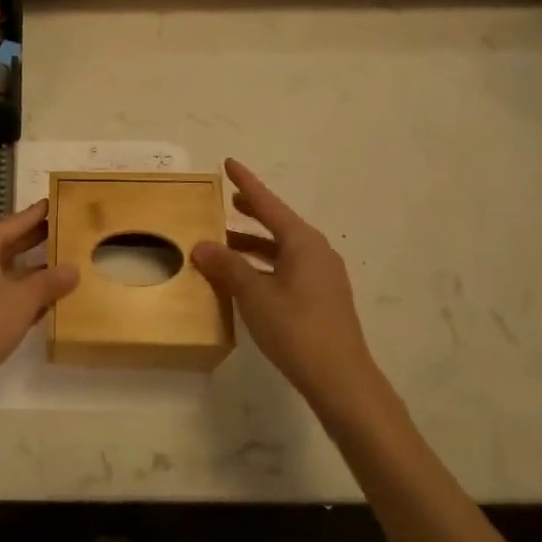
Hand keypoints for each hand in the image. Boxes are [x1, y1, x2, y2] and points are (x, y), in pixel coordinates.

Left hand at [0, 201, 78, 399]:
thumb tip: (73, 269)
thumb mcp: (24, 300)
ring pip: (2, 267)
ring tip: (60, 264)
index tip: (56, 203)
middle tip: (65, 231)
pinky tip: (41, 299)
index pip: (14, 222)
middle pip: (7, 242)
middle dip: (35, 239)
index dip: (38, 214)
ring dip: (29, 268)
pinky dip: (16, 288)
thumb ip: (50, 281)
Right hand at [191, 159, 379, 404]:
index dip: (246, 183)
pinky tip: (245, 279)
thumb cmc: (296, 328)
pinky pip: (287, 268)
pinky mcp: (322, 298)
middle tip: (228, 201)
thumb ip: (226, 266)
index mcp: (302, 242)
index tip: (229, 163)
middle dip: (252, 212)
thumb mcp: (254, 294)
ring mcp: (322, 276)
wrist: (340, 378)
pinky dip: (264, 265)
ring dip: (254, 244)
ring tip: (225, 244)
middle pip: (278, 224)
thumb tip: (201, 245)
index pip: (268, 203)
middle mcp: (316, 252)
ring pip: (282, 249)